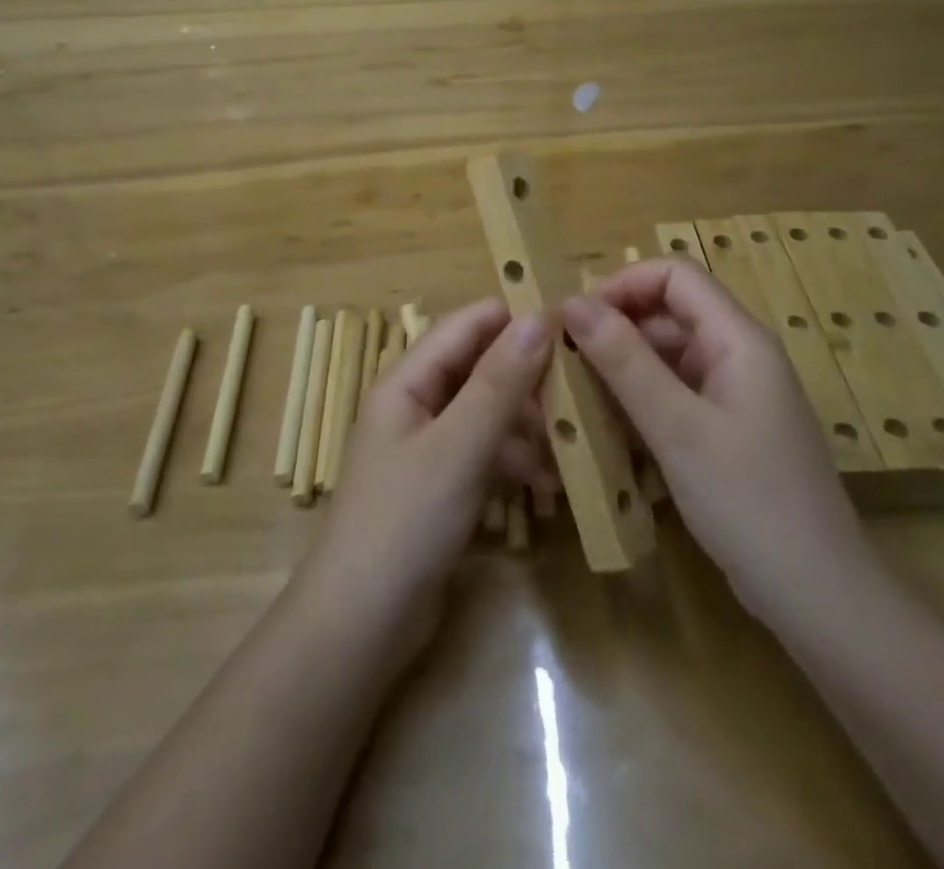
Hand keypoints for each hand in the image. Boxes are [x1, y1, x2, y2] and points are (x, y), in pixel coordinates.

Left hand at [296, 299, 555, 658]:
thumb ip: (499, 383)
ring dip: (528, 428)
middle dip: (528, 380)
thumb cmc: (405, 522)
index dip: (513, 318)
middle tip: (582, 394)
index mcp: (407, 381)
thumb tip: (537, 318)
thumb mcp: (458, 448)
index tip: (571, 324)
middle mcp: (416, 404)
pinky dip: (515, 463)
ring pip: (488, 413)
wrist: (362, 625)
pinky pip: (486, 454)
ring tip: (569, 451)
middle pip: (480, 369)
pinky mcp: (442, 484)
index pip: (465, 325)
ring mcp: (429, 446)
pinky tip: (547, 488)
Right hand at [560, 260, 866, 612]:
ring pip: (667, 353)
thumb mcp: (676, 428)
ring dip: (621, 365)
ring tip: (574, 393)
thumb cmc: (748, 503)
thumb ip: (624, 361)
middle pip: (669, 311)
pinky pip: (674, 391)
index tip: (575, 319)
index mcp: (738, 338)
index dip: (622, 284)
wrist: (819, 598)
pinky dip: (639, 399)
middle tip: (563, 360)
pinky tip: (606, 426)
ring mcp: (734, 393)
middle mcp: (738, 354)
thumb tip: (572, 301)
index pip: (675, 274)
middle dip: (614, 326)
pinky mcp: (726, 428)